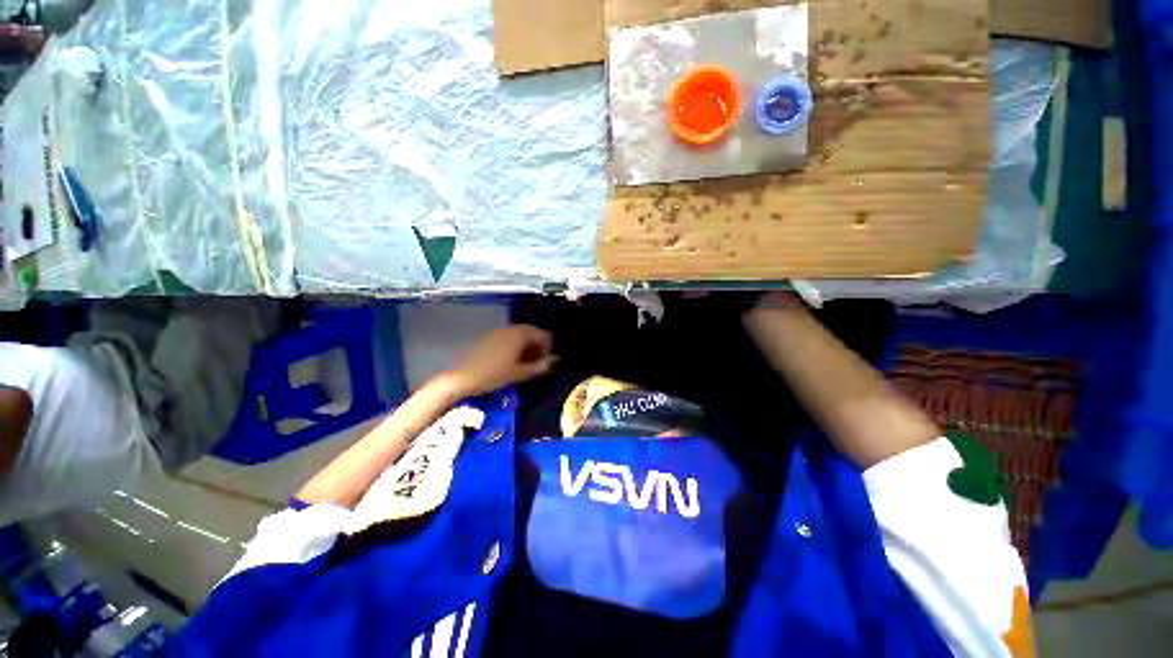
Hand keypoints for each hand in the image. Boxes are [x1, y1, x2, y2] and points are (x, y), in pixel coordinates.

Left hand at [446, 325, 557, 397]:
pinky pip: (508, 337)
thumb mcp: (521, 373)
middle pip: (532, 332)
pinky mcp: (488, 336)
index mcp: (521, 334)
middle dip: (537, 346)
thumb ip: (541, 366)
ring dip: (526, 346)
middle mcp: (511, 328)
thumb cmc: (494, 375)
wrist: (461, 378)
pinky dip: (514, 345)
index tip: (546, 362)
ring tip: (524, 363)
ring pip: (519, 334)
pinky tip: (510, 359)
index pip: (544, 335)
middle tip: (537, 363)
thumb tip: (555, 360)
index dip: (548, 348)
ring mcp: (498, 331)